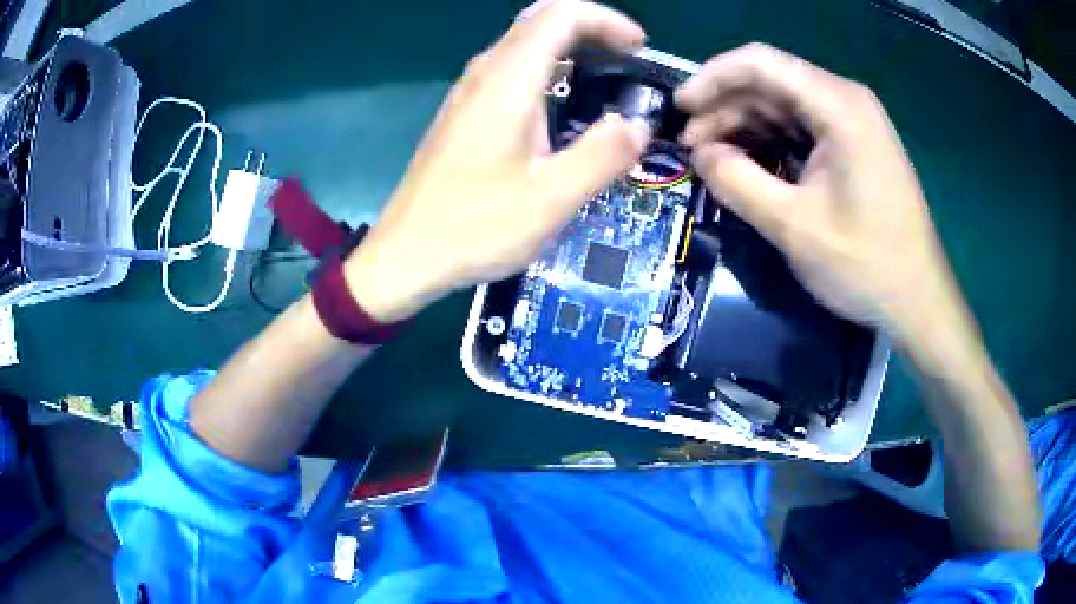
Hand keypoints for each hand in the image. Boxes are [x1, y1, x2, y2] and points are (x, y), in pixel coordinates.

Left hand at [345, 0, 650, 321]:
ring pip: (523, 44)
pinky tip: (561, 105)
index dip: (607, 20)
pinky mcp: (462, 115)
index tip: (639, 48)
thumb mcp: (551, 198)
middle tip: (628, 57)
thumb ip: (603, 155)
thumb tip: (638, 126)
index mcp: (508, 81)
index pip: (561, 15)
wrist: (405, 255)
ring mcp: (468, 93)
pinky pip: (510, 70)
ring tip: (605, 76)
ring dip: (568, 47)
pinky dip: (546, 69)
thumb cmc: (474, 227)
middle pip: (540, 20)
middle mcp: (485, 74)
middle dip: (591, 28)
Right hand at [676, 43, 963, 340]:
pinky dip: (771, 141)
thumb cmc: (867, 264)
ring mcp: (854, 122)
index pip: (761, 63)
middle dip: (726, 108)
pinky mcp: (855, 145)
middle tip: (692, 146)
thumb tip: (701, 155)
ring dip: (745, 126)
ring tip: (713, 158)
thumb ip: (738, 183)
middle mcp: (846, 100)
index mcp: (838, 106)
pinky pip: (803, 127)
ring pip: (784, 104)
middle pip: (771, 82)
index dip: (713, 78)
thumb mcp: (794, 227)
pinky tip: (750, 164)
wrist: (918, 299)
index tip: (680, 109)